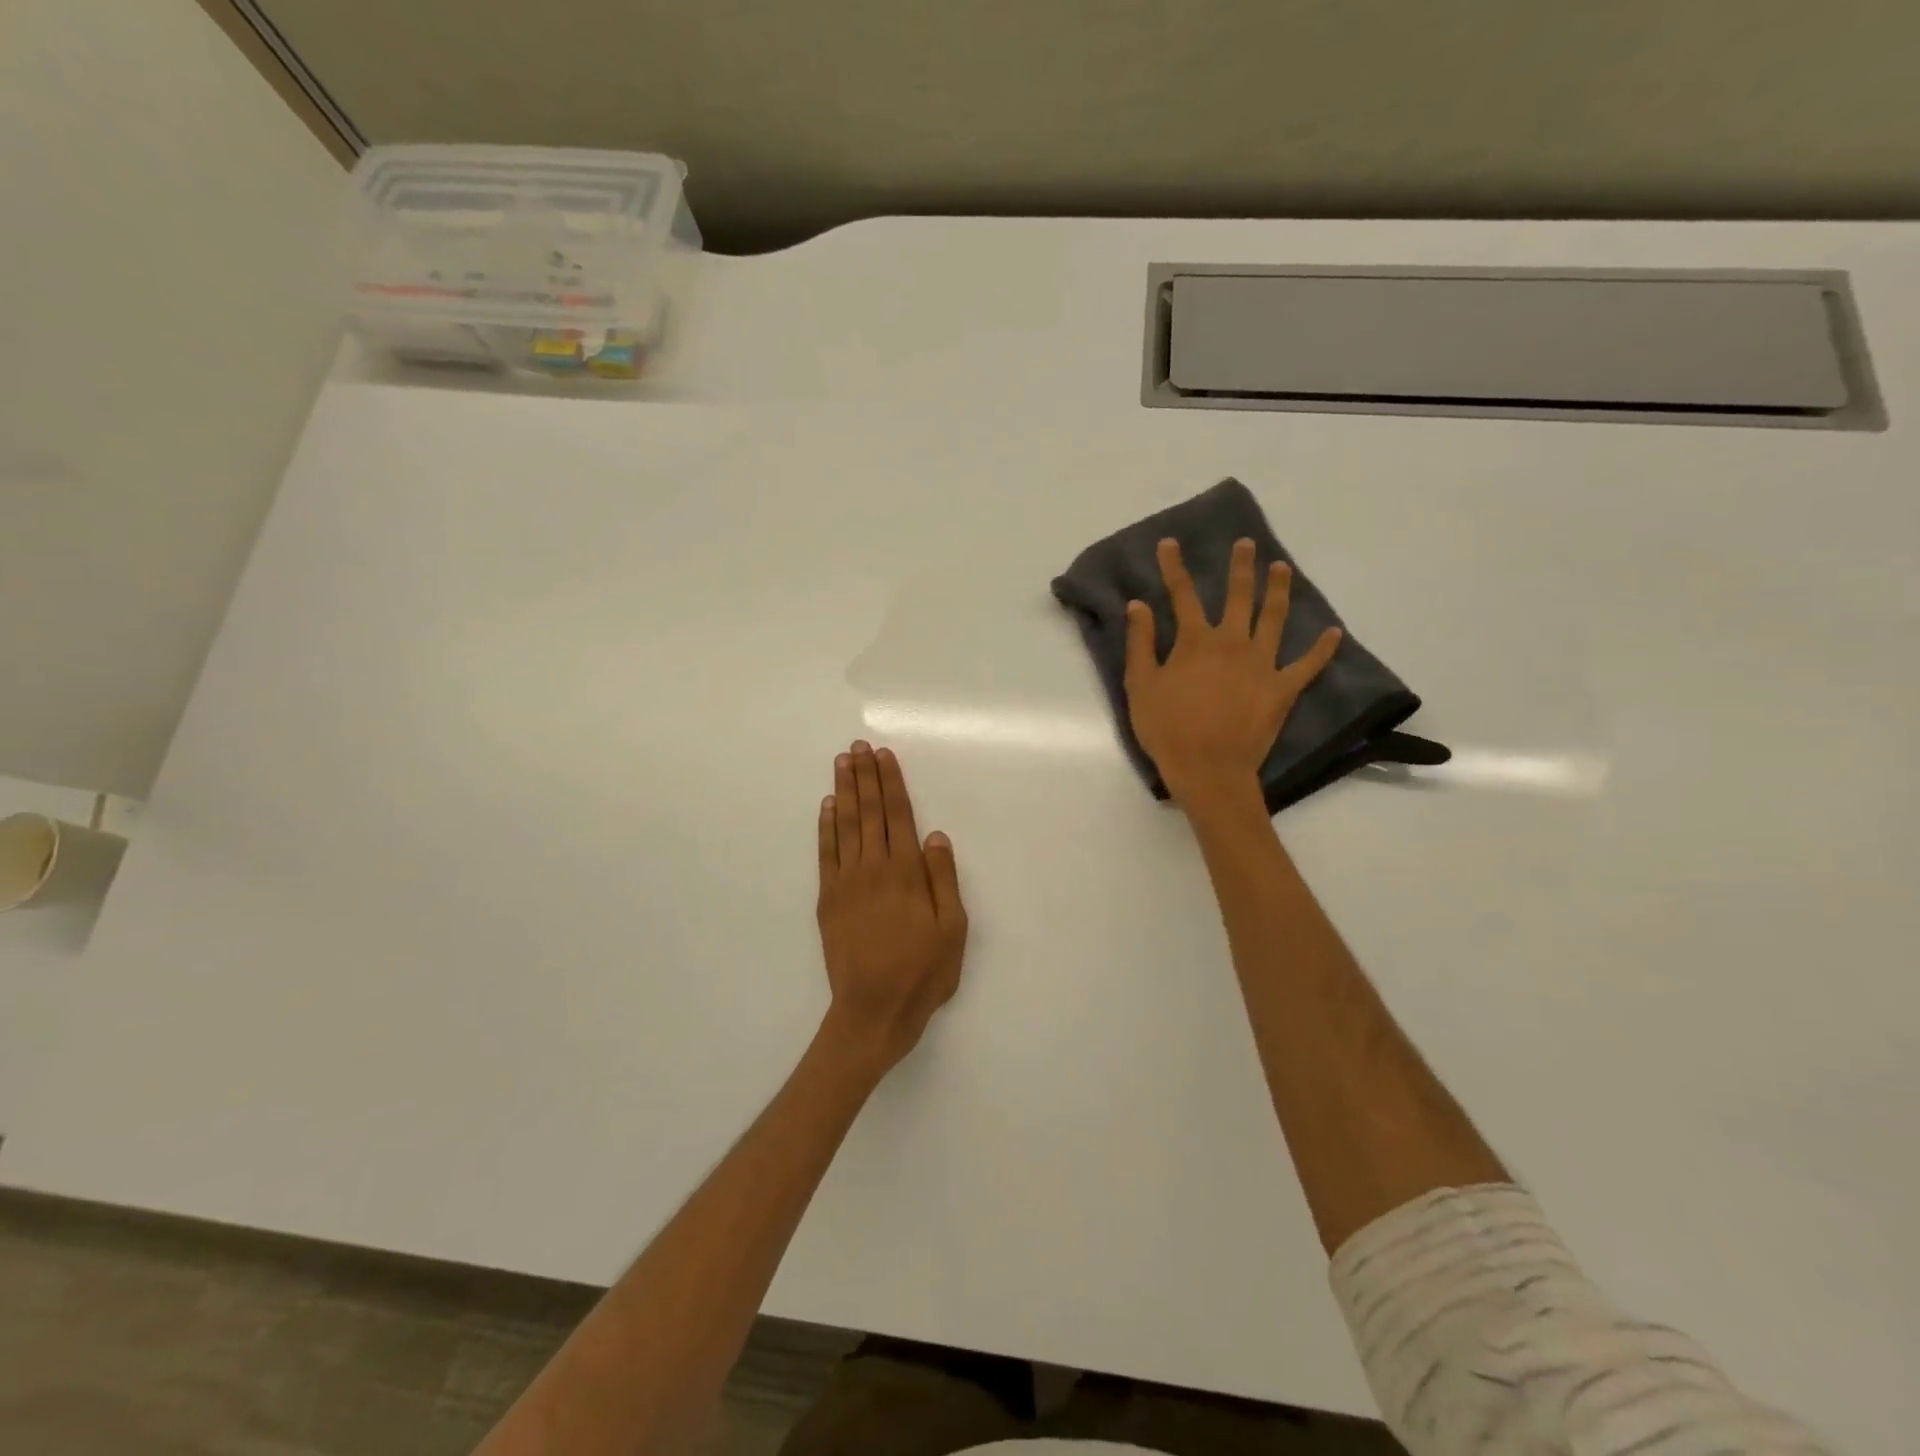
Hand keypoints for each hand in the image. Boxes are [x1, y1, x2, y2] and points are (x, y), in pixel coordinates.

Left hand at [816, 741, 967, 1074]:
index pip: (897, 815)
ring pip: (844, 825)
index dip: (891, 782)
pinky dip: (825, 827)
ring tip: (842, 763)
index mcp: (906, 873)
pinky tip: (827, 807)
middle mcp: (873, 868)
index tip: (884, 755)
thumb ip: (944, 879)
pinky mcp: (828, 899)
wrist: (873, 1011)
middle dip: (865, 776)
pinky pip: (825, 853)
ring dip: (843, 791)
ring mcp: (845, 882)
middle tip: (858, 747)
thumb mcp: (953, 929)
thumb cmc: (922, 972)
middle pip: (868, 812)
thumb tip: (935, 835)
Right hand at [1125, 537, 1342, 807]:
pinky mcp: (1283, 689)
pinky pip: (1307, 665)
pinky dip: (1321, 649)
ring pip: (1274, 618)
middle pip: (1238, 596)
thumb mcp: (1141, 686)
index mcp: (1195, 642)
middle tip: (1246, 544)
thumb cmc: (1167, 730)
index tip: (1170, 543)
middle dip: (1240, 567)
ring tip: (1282, 568)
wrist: (1209, 770)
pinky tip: (1333, 632)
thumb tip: (1138, 605)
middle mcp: (1232, 643)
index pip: (1183, 595)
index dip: (1174, 567)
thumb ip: (1141, 643)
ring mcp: (1262, 665)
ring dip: (1279, 590)